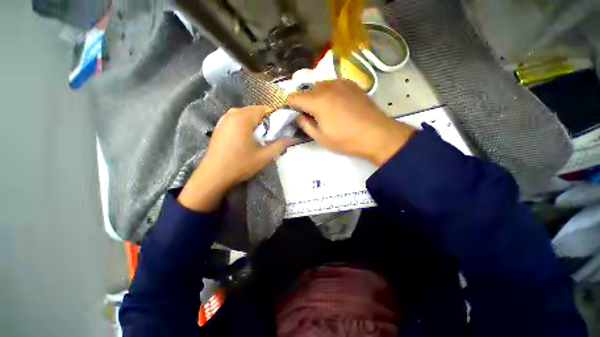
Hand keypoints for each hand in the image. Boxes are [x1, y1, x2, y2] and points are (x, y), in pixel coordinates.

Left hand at [178, 106, 292, 211]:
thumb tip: (292, 138)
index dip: (275, 118)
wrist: (213, 175)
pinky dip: (244, 125)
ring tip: (258, 138)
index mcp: (243, 118)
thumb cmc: (240, 164)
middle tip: (269, 136)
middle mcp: (232, 114)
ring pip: (245, 115)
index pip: (264, 109)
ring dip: (255, 123)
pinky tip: (246, 138)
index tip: (278, 130)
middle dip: (265, 121)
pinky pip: (236, 119)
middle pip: (254, 110)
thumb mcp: (264, 156)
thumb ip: (280, 145)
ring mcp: (223, 120)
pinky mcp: (219, 127)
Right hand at [288, 80, 415, 165]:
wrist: (376, 134)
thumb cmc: (346, 139)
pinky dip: (330, 93)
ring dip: (317, 97)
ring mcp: (341, 83)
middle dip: (305, 102)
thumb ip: (305, 125)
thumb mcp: (321, 138)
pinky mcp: (352, 84)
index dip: (290, 106)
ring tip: (325, 110)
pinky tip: (338, 104)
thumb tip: (298, 116)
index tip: (294, 114)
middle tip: (311, 116)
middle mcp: (327, 87)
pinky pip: (334, 85)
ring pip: (320, 86)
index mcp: (317, 101)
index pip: (294, 97)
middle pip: (307, 91)